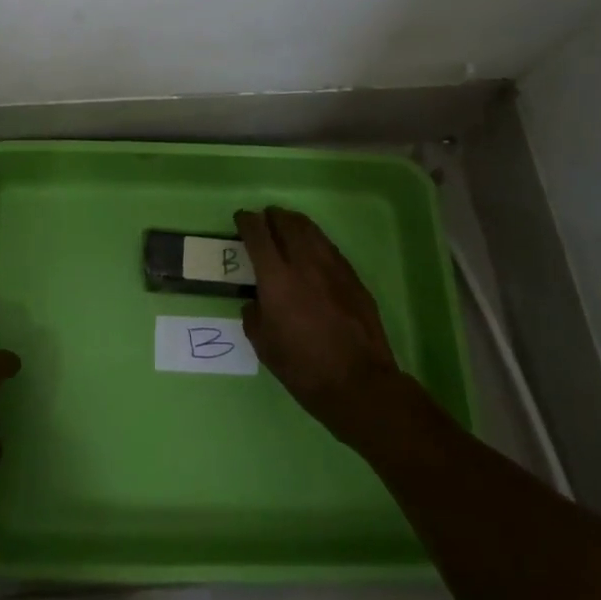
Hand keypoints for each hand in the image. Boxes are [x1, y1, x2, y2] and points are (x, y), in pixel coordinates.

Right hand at [237, 207, 404, 438]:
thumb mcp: (264, 346)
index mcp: (276, 278)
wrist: (359, 383)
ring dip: (294, 222)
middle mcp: (304, 263)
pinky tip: (313, 248)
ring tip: (287, 224)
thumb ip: (254, 316)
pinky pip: (329, 247)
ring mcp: (332, 267)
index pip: (258, 234)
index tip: (241, 218)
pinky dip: (315, 239)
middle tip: (264, 218)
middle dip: (272, 216)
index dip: (247, 221)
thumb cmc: (304, 368)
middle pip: (286, 223)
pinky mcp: (352, 277)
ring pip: (311, 230)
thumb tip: (256, 302)